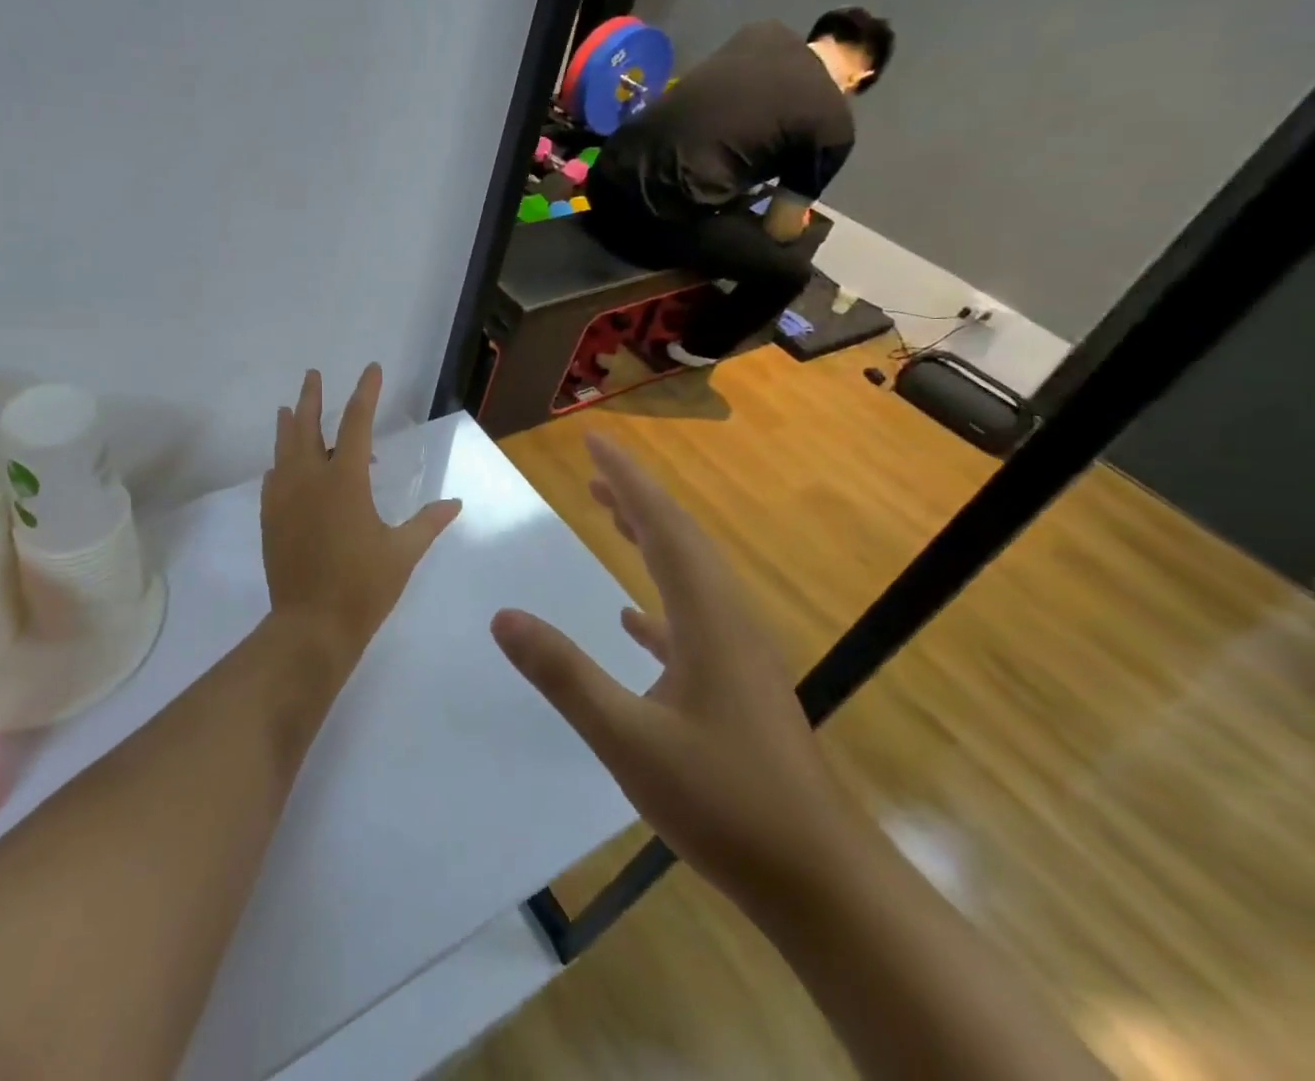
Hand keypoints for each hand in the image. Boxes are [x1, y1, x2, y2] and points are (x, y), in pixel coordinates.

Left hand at [261, 364, 462, 659]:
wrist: (310, 626)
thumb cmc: (362, 587)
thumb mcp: (403, 553)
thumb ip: (428, 523)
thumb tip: (455, 503)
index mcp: (344, 481)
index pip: (355, 423)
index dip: (364, 393)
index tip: (370, 370)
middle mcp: (309, 480)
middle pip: (305, 426)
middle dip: (311, 397)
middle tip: (312, 375)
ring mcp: (284, 498)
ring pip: (283, 449)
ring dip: (288, 425)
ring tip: (287, 408)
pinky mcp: (270, 519)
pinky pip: (272, 479)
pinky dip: (279, 464)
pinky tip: (281, 467)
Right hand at [490, 433, 866, 912]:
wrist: (821, 883)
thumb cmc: (725, 804)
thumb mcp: (628, 739)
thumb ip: (563, 674)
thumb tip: (502, 617)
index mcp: (707, 619)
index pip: (662, 527)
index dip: (627, 480)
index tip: (594, 442)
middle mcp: (728, 622)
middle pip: (680, 540)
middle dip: (637, 498)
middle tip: (595, 471)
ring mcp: (739, 656)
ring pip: (690, 576)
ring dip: (651, 540)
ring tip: (612, 518)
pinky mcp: (740, 687)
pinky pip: (694, 620)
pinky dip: (660, 601)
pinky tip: (634, 619)